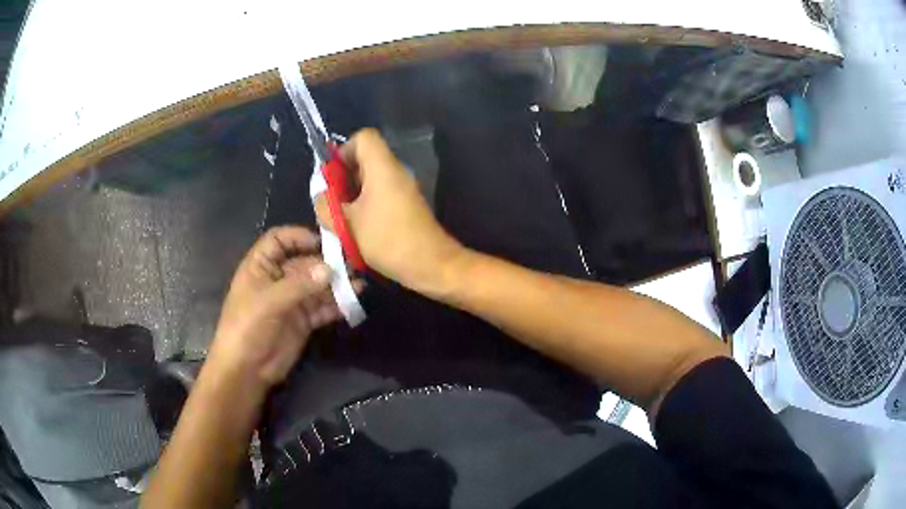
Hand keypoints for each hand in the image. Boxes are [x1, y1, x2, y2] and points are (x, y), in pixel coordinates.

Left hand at [206, 227, 344, 392]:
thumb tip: (330, 269)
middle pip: (304, 263)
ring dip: (336, 285)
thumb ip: (300, 285)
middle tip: (350, 265)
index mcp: (260, 267)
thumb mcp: (269, 302)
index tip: (323, 241)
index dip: (298, 236)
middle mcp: (277, 280)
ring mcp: (291, 301)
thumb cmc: (247, 327)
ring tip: (358, 285)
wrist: (247, 369)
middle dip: (325, 263)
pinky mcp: (303, 321)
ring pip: (316, 286)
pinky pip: (322, 308)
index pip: (279, 240)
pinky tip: (352, 304)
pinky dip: (336, 306)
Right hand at [317, 129, 465, 293]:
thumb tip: (322, 196)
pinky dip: (366, 205)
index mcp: (382, 167)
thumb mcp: (347, 224)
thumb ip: (327, 206)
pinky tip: (358, 229)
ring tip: (342, 219)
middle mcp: (396, 171)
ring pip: (372, 179)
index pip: (364, 137)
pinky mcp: (407, 205)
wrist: (431, 264)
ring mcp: (404, 188)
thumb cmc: (387, 240)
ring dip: (353, 195)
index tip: (333, 177)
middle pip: (365, 158)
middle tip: (332, 203)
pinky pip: (381, 194)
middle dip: (344, 177)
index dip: (344, 151)